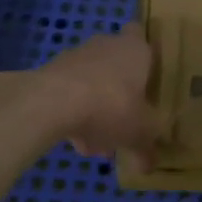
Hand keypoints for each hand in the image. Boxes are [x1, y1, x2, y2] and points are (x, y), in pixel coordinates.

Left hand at [29, 23, 160, 160]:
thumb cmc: (111, 106)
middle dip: (120, 94)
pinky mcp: (50, 72)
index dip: (143, 54)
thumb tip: (150, 166)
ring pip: (92, 83)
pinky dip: (73, 114)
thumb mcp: (139, 134)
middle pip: (116, 66)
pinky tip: (74, 141)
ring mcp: (76, 57)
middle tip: (123, 123)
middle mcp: (107, 45)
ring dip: (95, 109)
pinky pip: (69, 93)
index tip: (147, 77)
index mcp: (135, 50)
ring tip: (95, 145)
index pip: (140, 35)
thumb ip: (147, 148)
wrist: (52, 102)